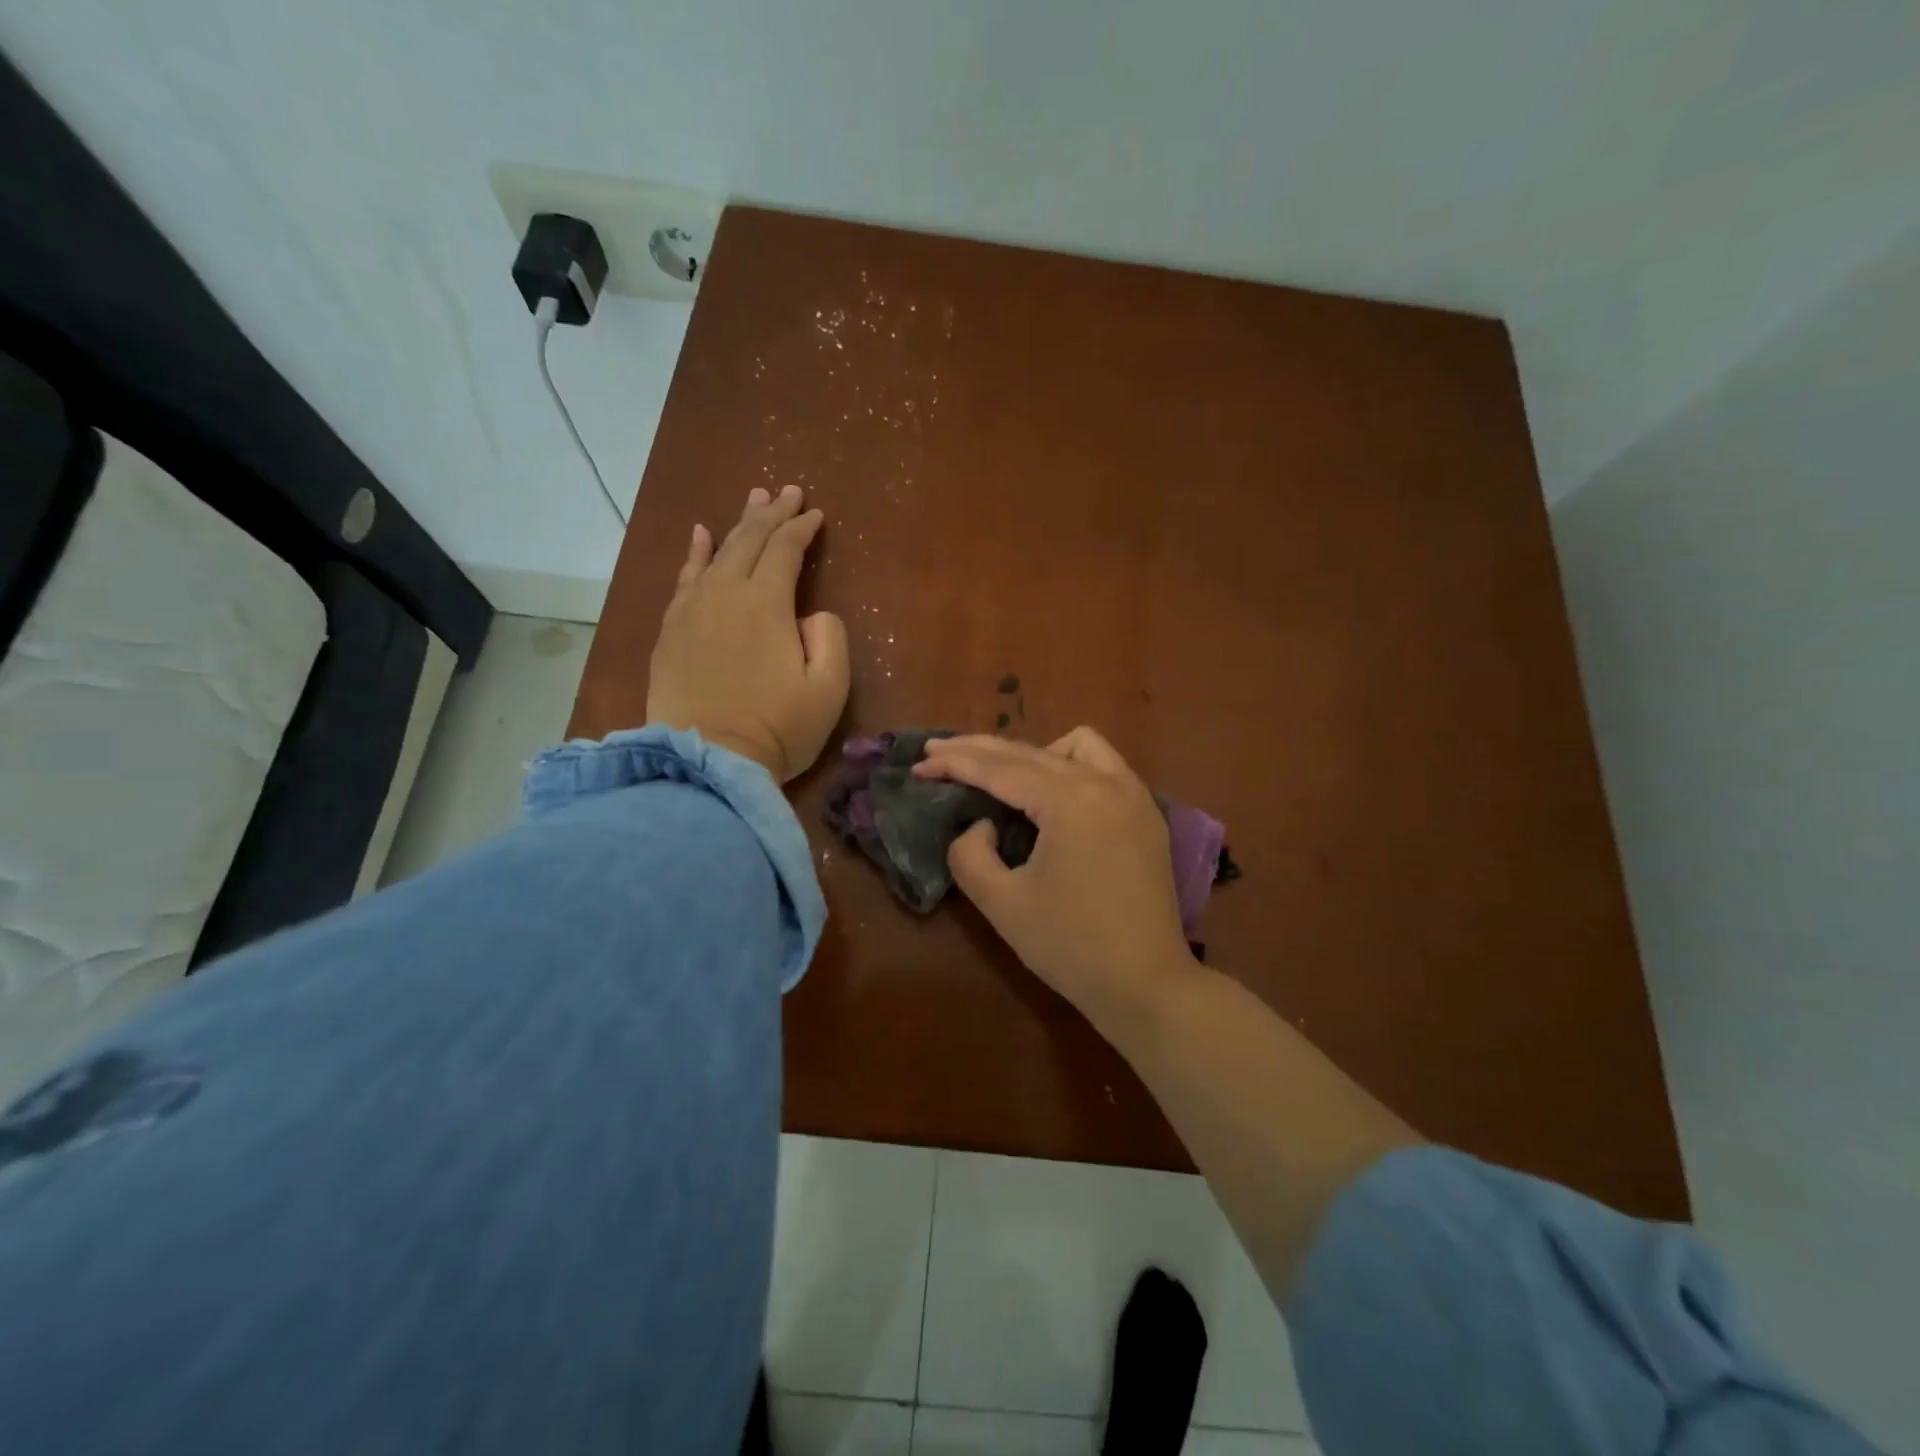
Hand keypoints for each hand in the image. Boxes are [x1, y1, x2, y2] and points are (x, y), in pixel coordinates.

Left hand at [647, 484, 848, 782]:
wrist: (706, 762)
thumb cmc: (776, 729)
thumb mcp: (828, 690)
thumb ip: (830, 639)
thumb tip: (812, 615)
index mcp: (766, 603)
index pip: (785, 550)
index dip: (802, 528)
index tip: (817, 514)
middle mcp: (725, 594)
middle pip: (749, 540)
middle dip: (771, 514)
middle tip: (787, 491)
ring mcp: (691, 610)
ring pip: (716, 552)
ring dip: (737, 524)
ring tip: (752, 500)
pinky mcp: (670, 631)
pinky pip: (684, 578)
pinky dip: (696, 553)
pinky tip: (700, 536)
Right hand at [913, 727, 1195, 1023]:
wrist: (1147, 985)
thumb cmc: (1070, 947)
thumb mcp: (1002, 904)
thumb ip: (970, 854)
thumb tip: (981, 824)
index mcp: (1071, 801)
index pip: (1000, 769)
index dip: (955, 763)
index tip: (919, 762)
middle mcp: (1106, 782)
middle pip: (1031, 751)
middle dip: (980, 750)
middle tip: (937, 753)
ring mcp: (1133, 794)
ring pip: (1076, 745)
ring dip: (1033, 753)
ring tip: (1003, 778)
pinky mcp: (1146, 813)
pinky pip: (1105, 765)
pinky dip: (1070, 766)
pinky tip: (1052, 794)